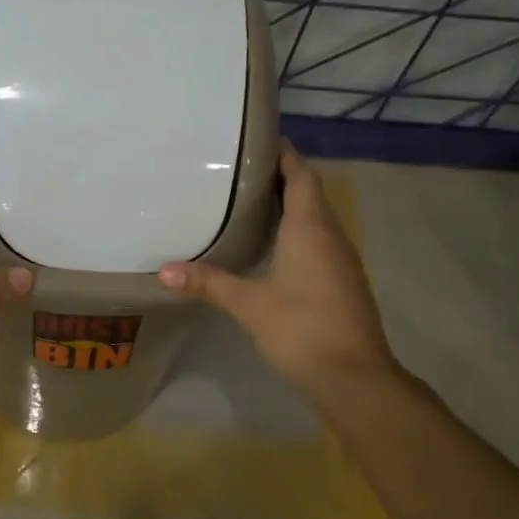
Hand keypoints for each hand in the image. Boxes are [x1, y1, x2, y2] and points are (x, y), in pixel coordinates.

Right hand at [159, 144, 399, 402]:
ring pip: (317, 218)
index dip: (284, 155)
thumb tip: (163, 271)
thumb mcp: (250, 305)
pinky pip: (320, 241)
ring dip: (291, 205)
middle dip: (281, 177)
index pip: (301, 175)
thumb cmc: (303, 329)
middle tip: (241, 171)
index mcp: (311, 229)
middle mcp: (331, 236)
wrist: (355, 377)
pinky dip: (298, 231)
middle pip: (310, 193)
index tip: (257, 141)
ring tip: (251, 201)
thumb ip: (209, 284)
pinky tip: (274, 246)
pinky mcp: (343, 282)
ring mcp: (342, 260)